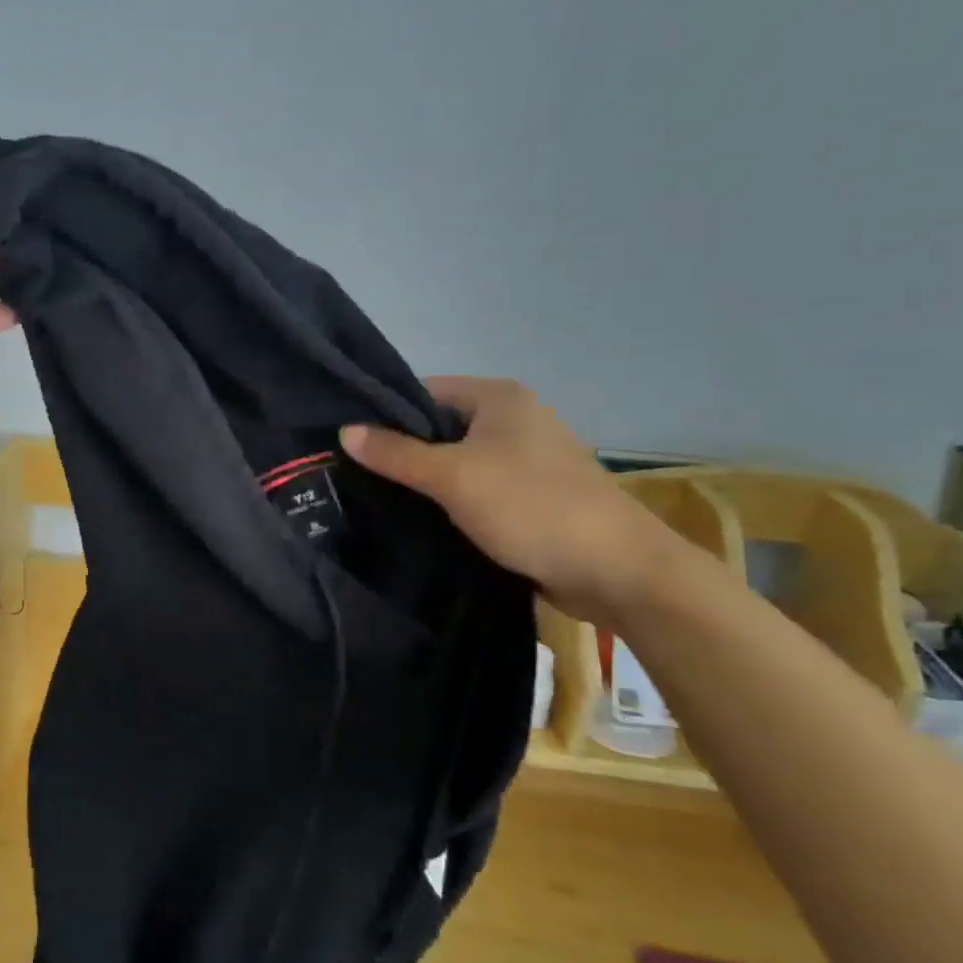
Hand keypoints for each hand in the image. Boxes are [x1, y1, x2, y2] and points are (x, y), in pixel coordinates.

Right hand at [341, 377, 672, 624]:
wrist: (618, 571)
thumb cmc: (531, 507)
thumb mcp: (453, 477)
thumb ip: (396, 453)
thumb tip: (344, 431)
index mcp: (499, 398)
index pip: (423, 391)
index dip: (384, 413)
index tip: (348, 440)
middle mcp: (513, 419)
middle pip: (439, 426)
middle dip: (401, 449)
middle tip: (355, 473)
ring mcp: (525, 458)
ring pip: (456, 460)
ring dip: (425, 479)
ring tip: (376, 496)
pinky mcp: (530, 495)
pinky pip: (476, 487)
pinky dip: (450, 500)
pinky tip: (419, 518)